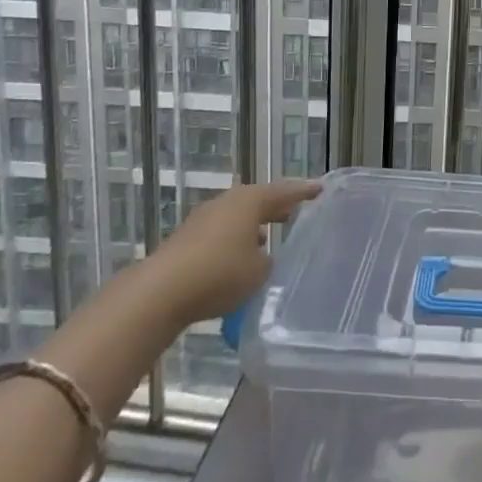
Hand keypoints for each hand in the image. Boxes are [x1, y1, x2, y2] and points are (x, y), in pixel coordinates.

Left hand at [150, 179, 321, 326]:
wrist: (160, 293)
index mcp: (250, 200)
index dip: (304, 192)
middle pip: (259, 200)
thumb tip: (262, 257)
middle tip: (295, 212)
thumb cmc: (220, 273)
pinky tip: (239, 258)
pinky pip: (221, 233)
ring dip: (253, 225)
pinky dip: (234, 240)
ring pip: (237, 217)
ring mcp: (203, 219)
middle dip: (276, 207)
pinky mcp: (186, 240)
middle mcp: (227, 202)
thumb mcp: (259, 271)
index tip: (321, 189)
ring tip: (269, 237)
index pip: (285, 191)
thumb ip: (268, 260)